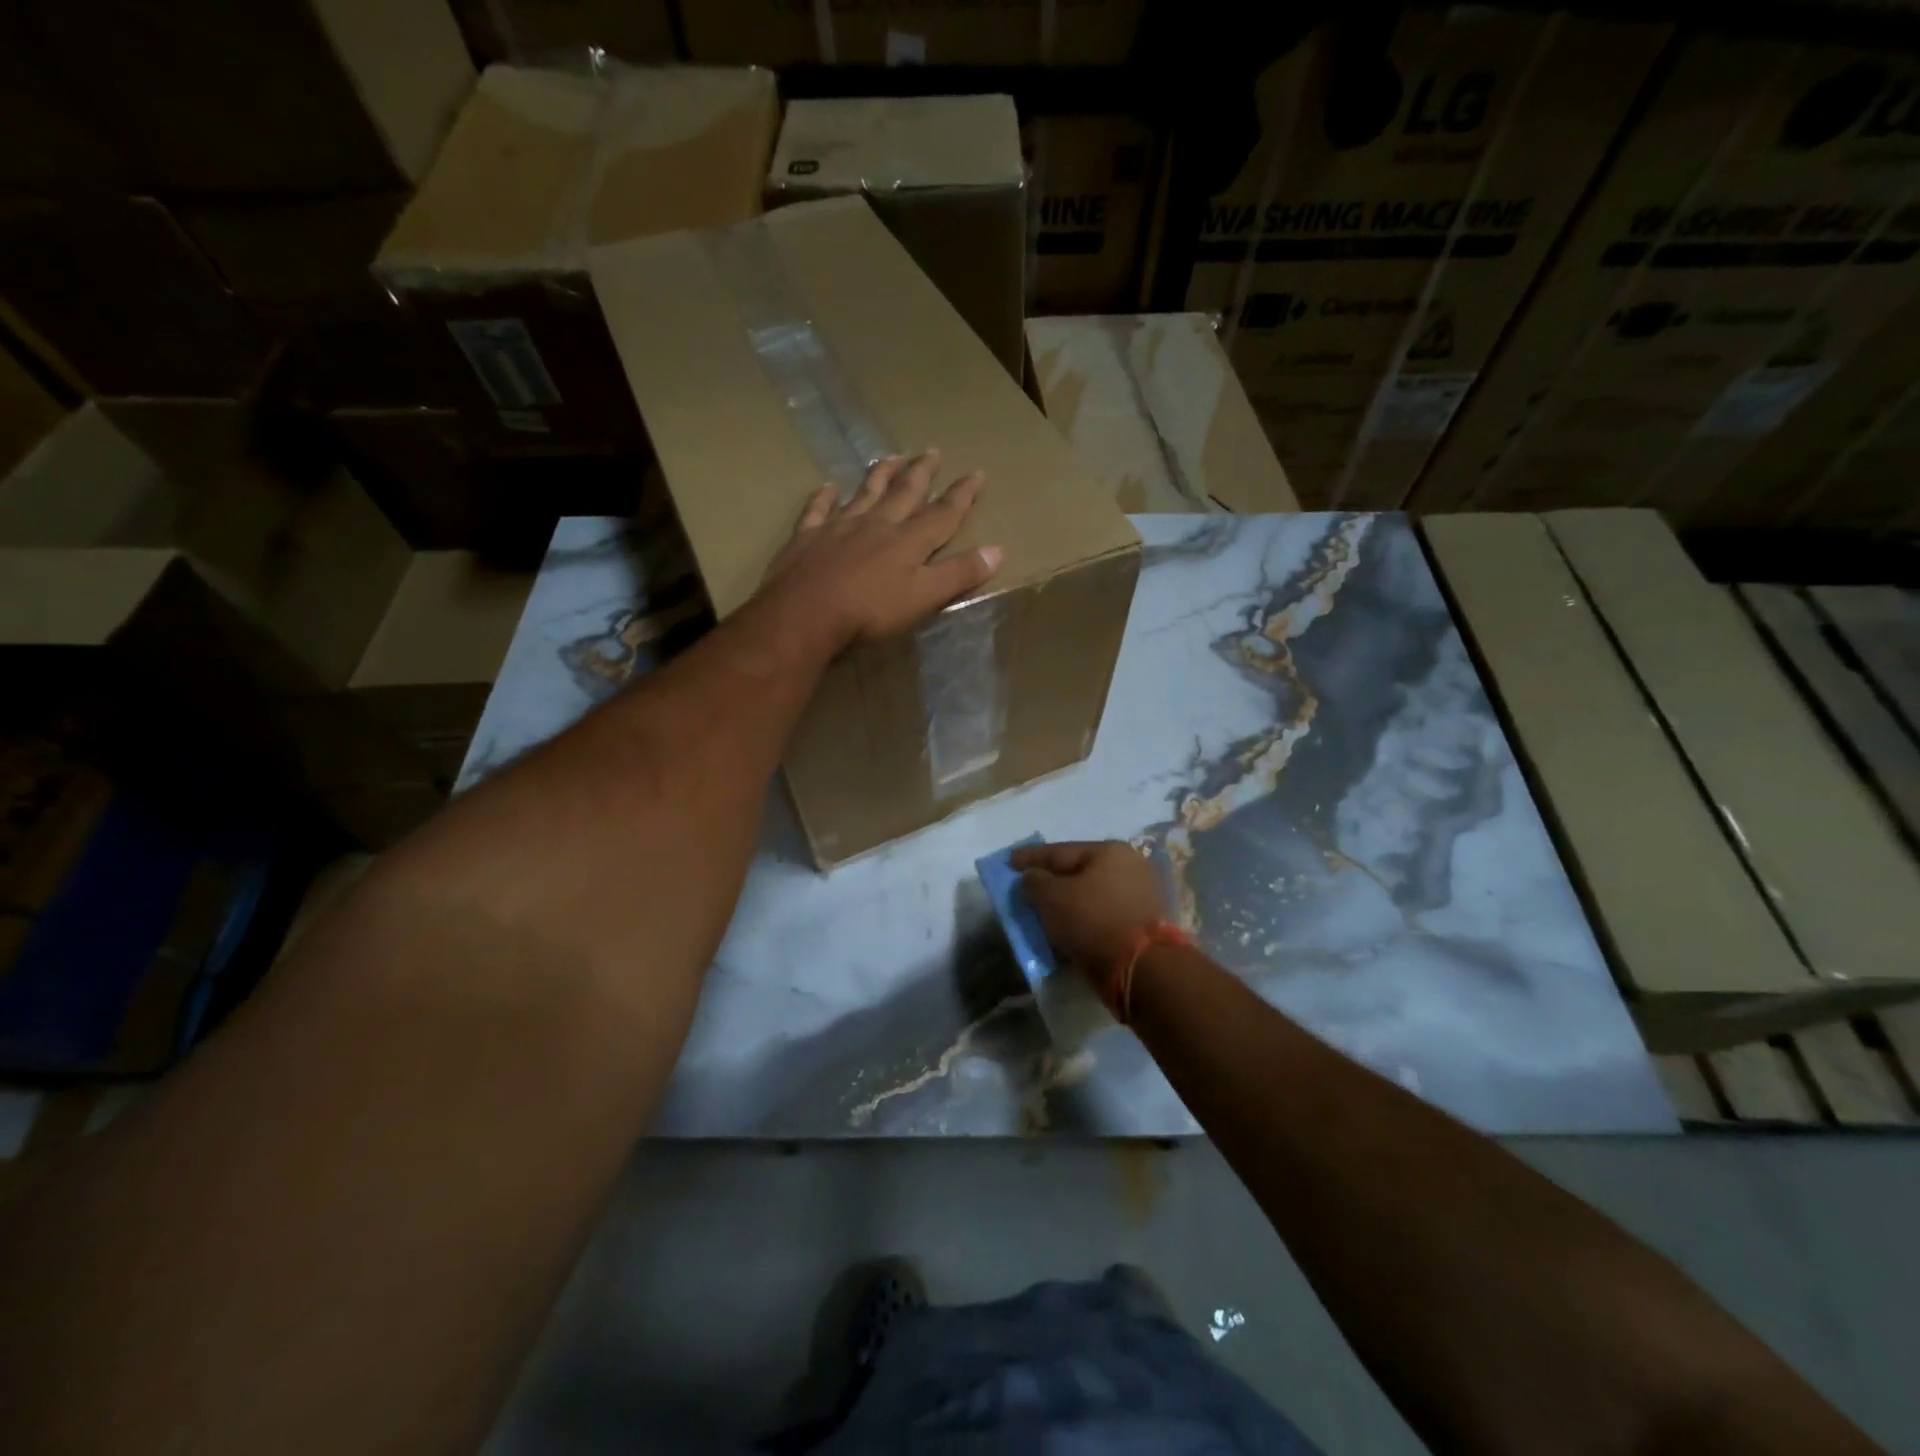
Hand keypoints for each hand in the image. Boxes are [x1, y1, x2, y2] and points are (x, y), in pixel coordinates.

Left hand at [759, 451, 1000, 652]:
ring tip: (890, 457)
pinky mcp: (807, 537)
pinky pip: (818, 509)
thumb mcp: (924, 598)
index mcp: (908, 540)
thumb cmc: (870, 611)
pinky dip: (824, 496)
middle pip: (904, 493)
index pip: (943, 513)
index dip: (962, 494)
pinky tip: (828, 486)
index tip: (976, 473)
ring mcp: (839, 527)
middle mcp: (877, 524)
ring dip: (880, 475)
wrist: (805, 614)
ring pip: (865, 492)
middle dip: (921, 473)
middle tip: (931, 451)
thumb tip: (997, 551)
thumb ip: (959, 574)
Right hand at [1011, 841, 1169, 983]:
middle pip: (1078, 872)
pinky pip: (1102, 916)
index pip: (1060, 851)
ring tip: (1043, 911)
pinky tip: (1066, 929)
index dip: (1030, 857)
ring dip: (1067, 903)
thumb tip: (1031, 877)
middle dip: (1050, 880)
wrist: (1143, 969)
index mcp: (1109, 851)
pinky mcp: (1143, 925)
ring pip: (1091, 896)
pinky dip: (1082, 920)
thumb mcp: (1052, 898)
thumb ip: (1034, 882)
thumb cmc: (1093, 921)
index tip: (1008, 860)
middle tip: (1026, 886)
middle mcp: (1130, 867)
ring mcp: (1140, 896)